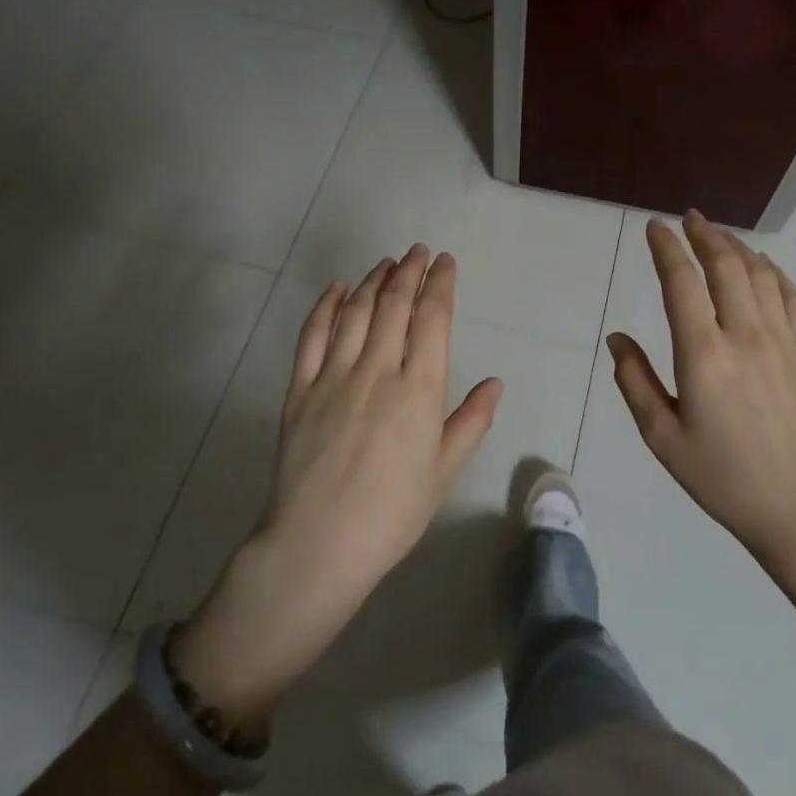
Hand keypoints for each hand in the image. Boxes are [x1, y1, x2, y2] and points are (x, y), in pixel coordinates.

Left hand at [170, 246, 501, 726]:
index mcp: (419, 391)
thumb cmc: (392, 514)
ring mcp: (334, 376)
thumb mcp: (443, 472)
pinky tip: (336, 288)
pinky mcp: (300, 389)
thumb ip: (470, 422)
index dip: (440, 284)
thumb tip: (495, 383)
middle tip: (418, 251)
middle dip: (409, 271)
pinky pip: (312, 335)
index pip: (432, 320)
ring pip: (355, 311)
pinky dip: (325, 306)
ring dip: (372, 280)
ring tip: (386, 263)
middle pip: (394, 305)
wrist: (318, 544)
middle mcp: (378, 371)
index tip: (445, 262)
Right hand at [607, 212, 795, 565]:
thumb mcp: (663, 438)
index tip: (655, 227)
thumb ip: (634, 381)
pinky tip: (761, 265)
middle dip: (704, 234)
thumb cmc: (723, 477)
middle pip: (725, 265)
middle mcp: (745, 336)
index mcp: (704, 355)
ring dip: (736, 246)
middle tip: (688, 218)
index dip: (666, 248)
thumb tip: (617, 338)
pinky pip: (791, 295)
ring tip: (718, 235)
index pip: (681, 283)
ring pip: (760, 273)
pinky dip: (773, 271)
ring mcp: (783, 340)